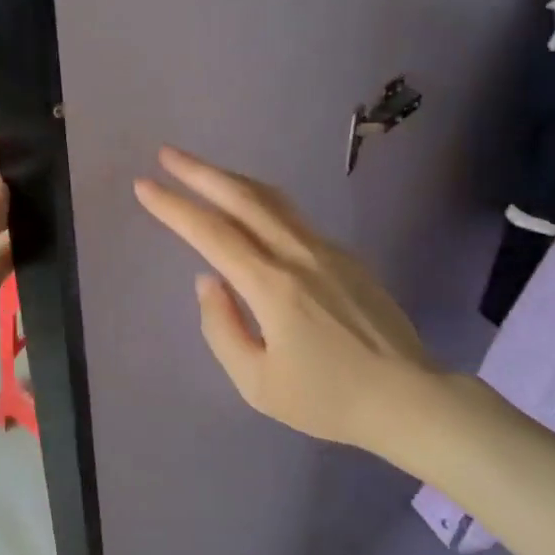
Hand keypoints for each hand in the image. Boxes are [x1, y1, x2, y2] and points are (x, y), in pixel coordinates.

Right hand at [133, 147, 441, 450]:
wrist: (410, 398)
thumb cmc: (328, 399)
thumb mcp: (258, 383)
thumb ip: (222, 327)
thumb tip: (207, 280)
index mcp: (272, 286)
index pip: (211, 234)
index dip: (173, 207)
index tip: (144, 185)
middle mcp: (298, 254)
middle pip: (242, 198)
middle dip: (199, 172)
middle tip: (166, 155)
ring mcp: (326, 249)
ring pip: (271, 199)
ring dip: (231, 179)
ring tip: (202, 171)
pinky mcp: (345, 255)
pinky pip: (292, 216)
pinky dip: (259, 201)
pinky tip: (249, 209)